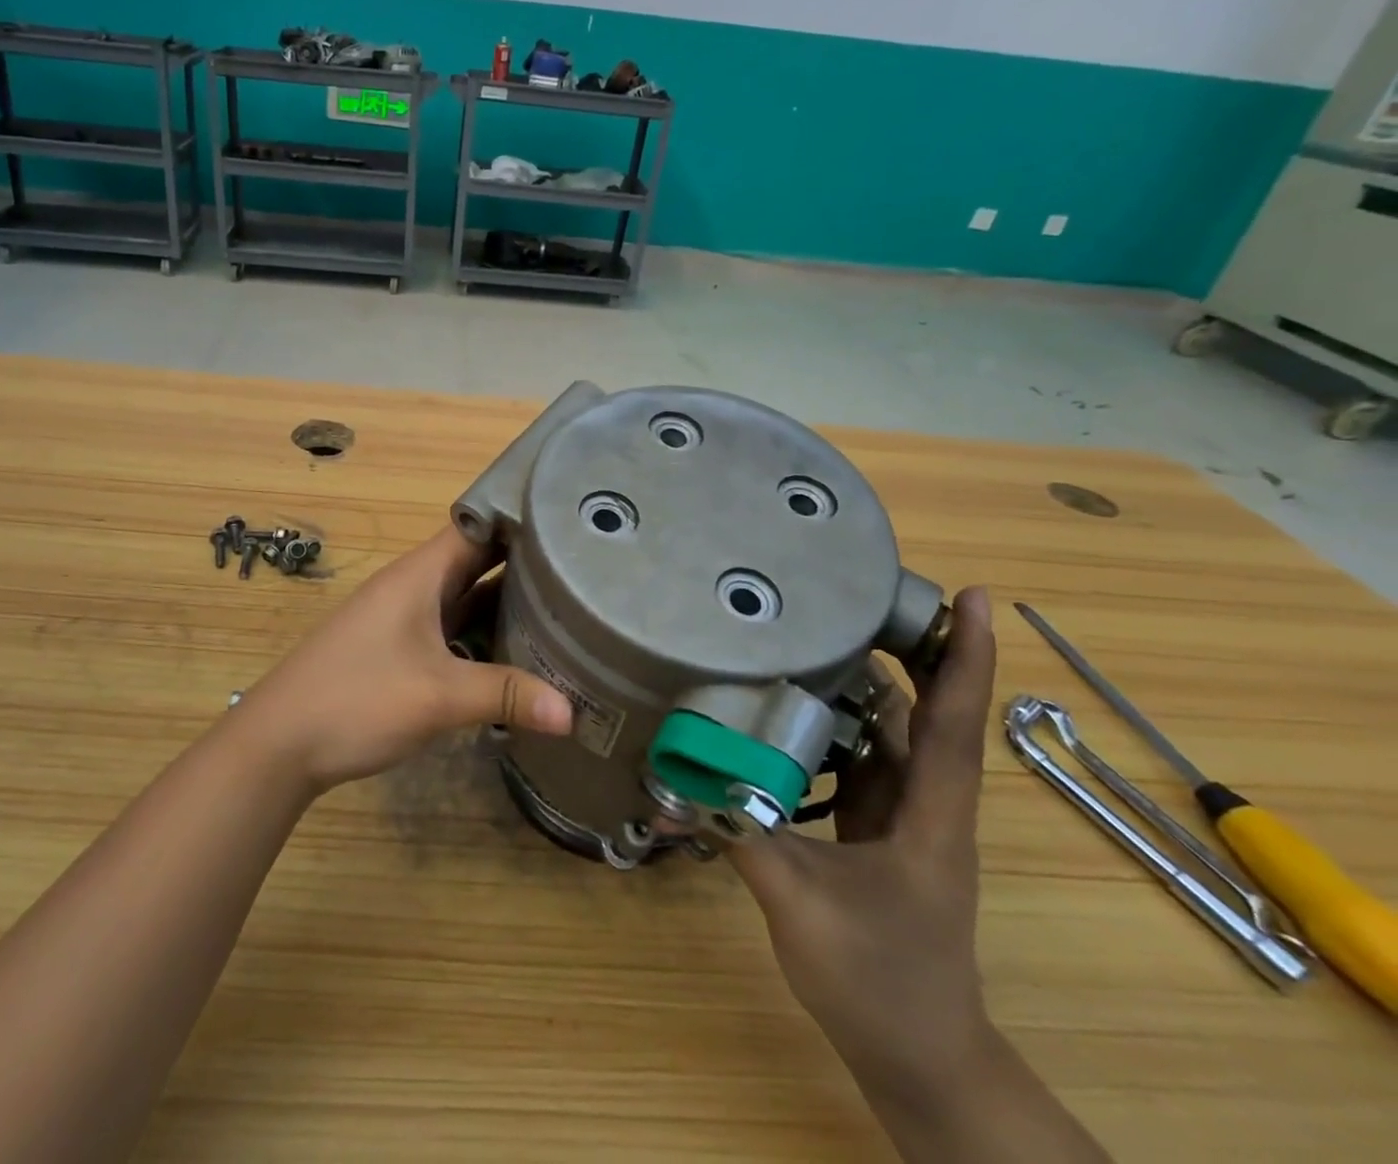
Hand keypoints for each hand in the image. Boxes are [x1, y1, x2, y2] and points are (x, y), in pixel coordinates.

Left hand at [237, 526, 574, 792]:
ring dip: (503, 603)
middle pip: (475, 562)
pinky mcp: (397, 650)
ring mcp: (402, 619)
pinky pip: (450, 629)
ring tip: (564, 607)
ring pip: (463, 598)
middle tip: (583, 569)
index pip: (477, 525)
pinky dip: (481, 635)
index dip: (520, 518)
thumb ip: (505, 696)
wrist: (280, 742)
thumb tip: (573, 713)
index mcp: (419, 574)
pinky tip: (514, 654)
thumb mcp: (438, 696)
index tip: (570, 520)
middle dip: (524, 564)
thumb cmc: (357, 698)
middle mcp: (412, 587)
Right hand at [728, 588, 998, 1097]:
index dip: (965, 658)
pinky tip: (790, 708)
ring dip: (865, 685)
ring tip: (816, 632)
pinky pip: (863, 762)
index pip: (953, 724)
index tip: (978, 597)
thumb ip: (739, 836)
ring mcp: (904, 820)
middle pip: (926, 715)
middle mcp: (926, 806)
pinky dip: (836, 727)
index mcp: (930, 818)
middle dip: (907, 650)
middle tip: (861, 591)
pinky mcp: (878, 832)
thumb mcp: (801, 906)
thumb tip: (672, 783)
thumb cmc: (879, 980)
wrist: (919, 1058)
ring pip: (892, 735)